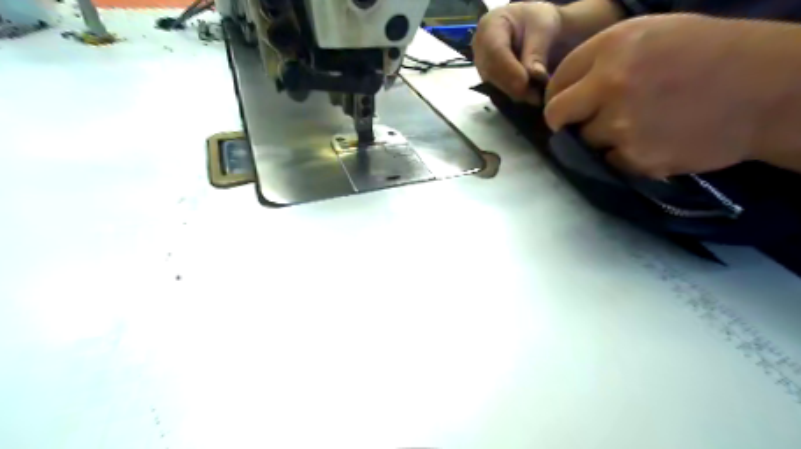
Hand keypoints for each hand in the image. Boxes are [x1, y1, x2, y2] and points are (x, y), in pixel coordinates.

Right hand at [472, 2, 557, 100]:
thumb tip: (535, 76)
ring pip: (493, 87)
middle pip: (491, 73)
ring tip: (536, 97)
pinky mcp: (488, 82)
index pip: (494, 52)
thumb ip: (537, 51)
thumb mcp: (543, 28)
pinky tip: (528, 98)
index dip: (510, 71)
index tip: (529, 85)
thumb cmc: (538, 23)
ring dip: (514, 95)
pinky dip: (513, 98)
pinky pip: (497, 94)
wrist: (535, 29)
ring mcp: (481, 68)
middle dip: (513, 88)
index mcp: (489, 27)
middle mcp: (479, 50)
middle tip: (536, 97)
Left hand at [545, 14, 761, 176]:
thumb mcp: (651, 36)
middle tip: (583, 122)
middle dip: (565, 121)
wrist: (770, 88)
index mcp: (611, 47)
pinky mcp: (635, 157)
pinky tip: (652, 141)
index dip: (557, 96)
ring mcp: (621, 124)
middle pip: (557, 115)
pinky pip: (610, 160)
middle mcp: (609, 84)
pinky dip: (623, 155)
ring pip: (584, 140)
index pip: (557, 82)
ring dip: (600, 138)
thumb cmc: (709, 54)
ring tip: (638, 125)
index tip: (566, 106)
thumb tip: (566, 92)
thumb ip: (602, 61)